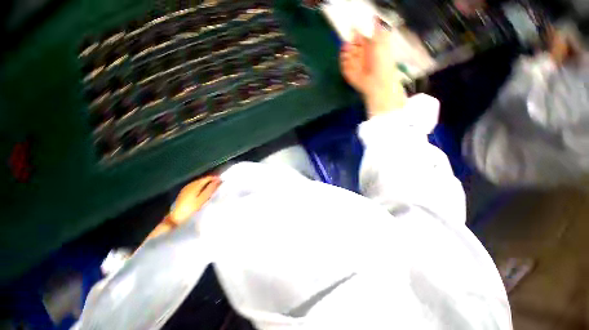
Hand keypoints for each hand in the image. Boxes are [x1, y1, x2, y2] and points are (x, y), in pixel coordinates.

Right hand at [340, 18, 406, 117]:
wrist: (377, 82)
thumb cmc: (382, 63)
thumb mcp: (382, 44)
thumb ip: (377, 32)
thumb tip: (375, 19)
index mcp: (369, 48)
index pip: (358, 38)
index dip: (355, 36)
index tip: (353, 34)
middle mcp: (361, 56)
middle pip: (350, 46)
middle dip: (349, 45)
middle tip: (350, 46)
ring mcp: (354, 65)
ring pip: (345, 56)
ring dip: (346, 54)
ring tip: (348, 54)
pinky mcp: (349, 74)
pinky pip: (343, 66)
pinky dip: (344, 64)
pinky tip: (347, 62)